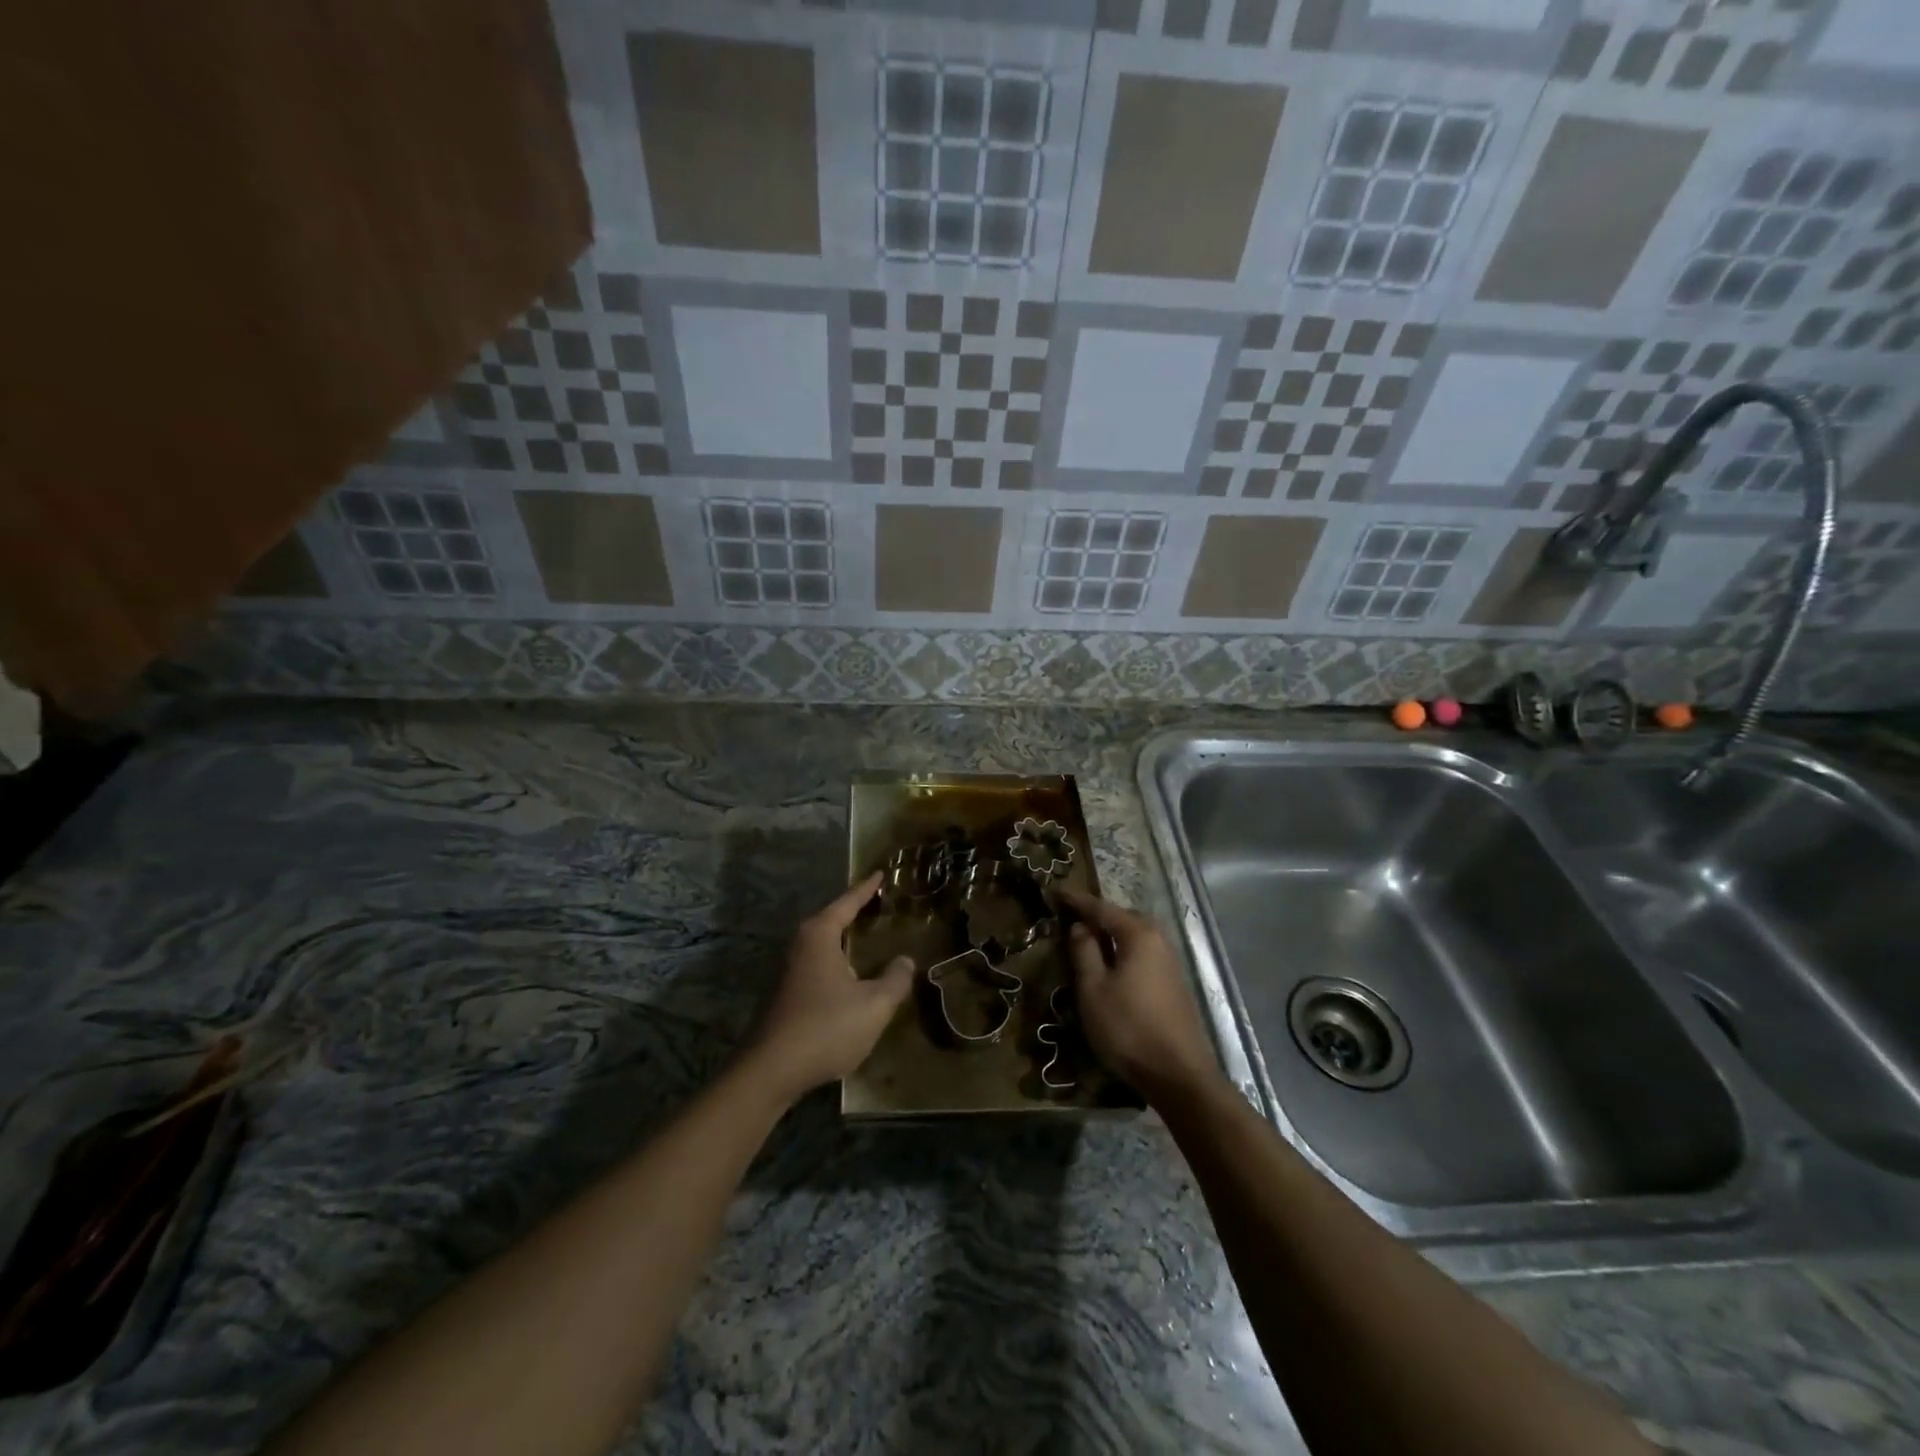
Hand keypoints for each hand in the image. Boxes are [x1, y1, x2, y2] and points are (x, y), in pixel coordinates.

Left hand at [746, 872, 914, 1101]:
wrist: (772, 1070)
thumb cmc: (826, 1027)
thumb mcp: (874, 1005)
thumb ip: (895, 980)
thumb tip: (905, 961)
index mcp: (820, 935)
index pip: (848, 902)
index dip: (866, 889)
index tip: (881, 873)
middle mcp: (801, 945)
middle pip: (833, 919)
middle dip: (855, 912)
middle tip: (881, 904)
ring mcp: (790, 970)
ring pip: (825, 944)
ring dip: (846, 939)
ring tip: (870, 936)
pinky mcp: (787, 993)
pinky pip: (820, 964)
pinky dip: (839, 960)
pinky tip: (852, 975)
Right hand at [1058, 887, 1219, 1102]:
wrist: (1178, 1074)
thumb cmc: (1128, 1028)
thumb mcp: (1093, 989)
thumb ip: (1084, 952)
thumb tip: (1080, 927)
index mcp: (1138, 935)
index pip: (1101, 908)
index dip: (1076, 901)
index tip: (1055, 892)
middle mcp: (1159, 940)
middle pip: (1123, 918)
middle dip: (1098, 915)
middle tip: (1071, 916)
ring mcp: (1170, 962)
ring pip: (1135, 937)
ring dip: (1112, 935)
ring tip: (1087, 941)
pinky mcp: (1174, 984)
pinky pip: (1143, 954)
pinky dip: (1124, 952)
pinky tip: (1112, 966)